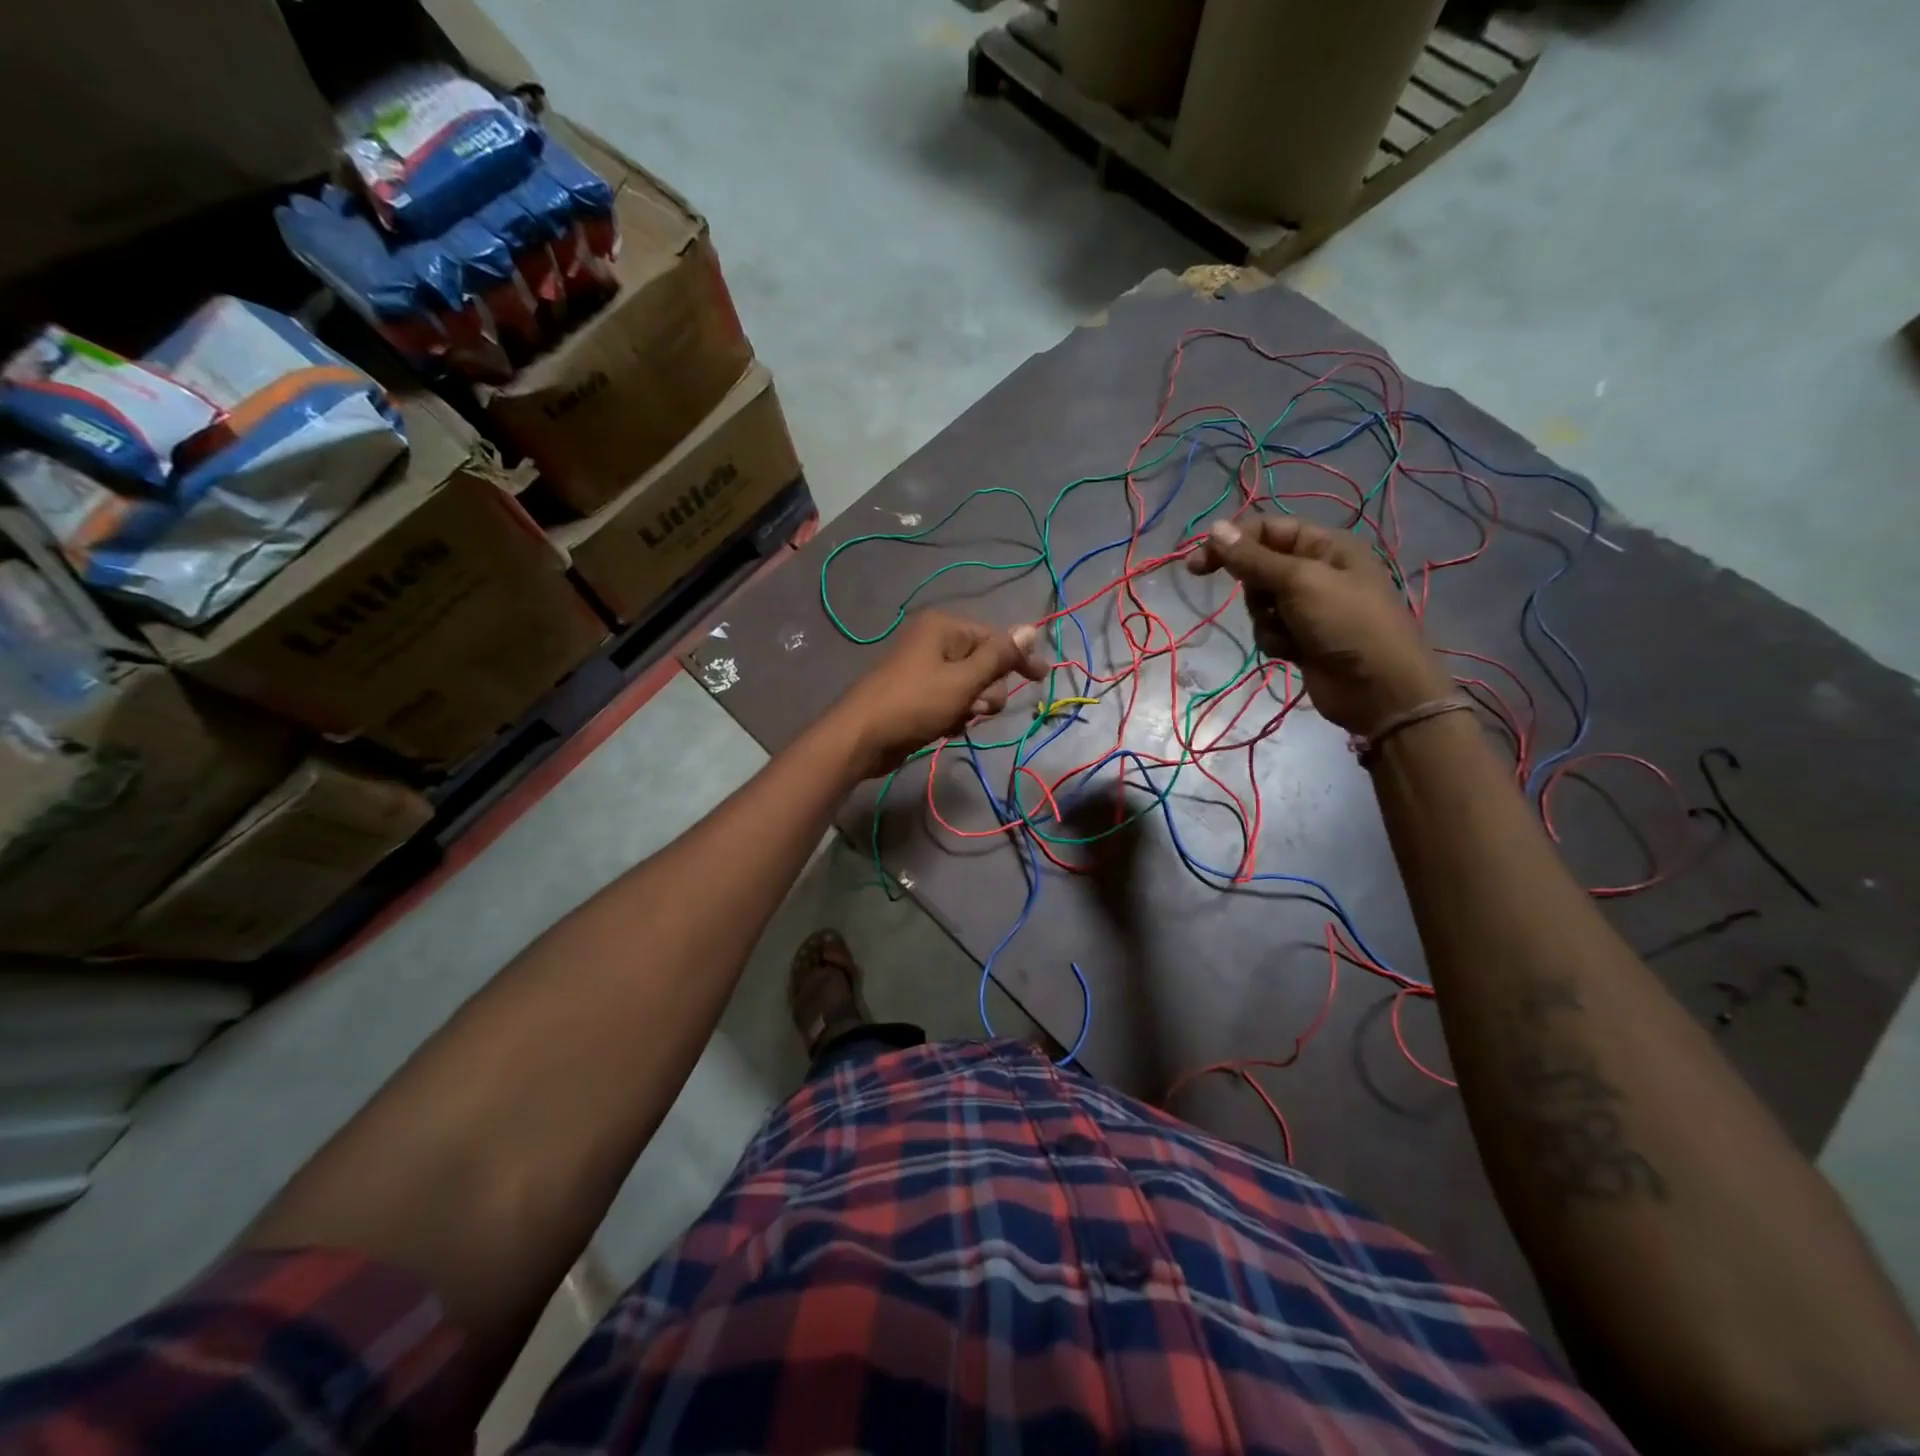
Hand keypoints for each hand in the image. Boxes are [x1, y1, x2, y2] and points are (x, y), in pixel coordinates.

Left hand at [829, 610, 1049, 777]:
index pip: (995, 638)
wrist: (861, 738)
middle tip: (976, 708)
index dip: (1019, 659)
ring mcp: (925, 669)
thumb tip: (1031, 628)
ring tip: (956, 720)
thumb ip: (999, 657)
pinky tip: (944, 728)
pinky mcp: (918, 694)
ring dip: (971, 706)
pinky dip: (954, 714)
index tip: (1041, 678)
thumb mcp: (963, 680)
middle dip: (987, 690)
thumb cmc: (915, 704)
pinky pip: (951, 700)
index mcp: (944, 628)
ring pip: (970, 686)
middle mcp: (935, 642)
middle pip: (984, 663)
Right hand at [1185, 515, 1449, 733]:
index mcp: (1326, 546)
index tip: (1197, 565)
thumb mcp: (1299, 582)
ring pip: (1259, 604)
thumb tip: (1214, 528)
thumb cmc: (1346, 623)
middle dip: (1256, 590)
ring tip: (1291, 634)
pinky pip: (1268, 630)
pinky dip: (1275, 641)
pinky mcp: (1301, 638)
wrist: (1378, 688)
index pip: (1267, 530)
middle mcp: (1317, 571)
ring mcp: (1309, 607)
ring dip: (1266, 620)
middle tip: (1266, 605)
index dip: (1231, 542)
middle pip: (1259, 568)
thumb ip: (1253, 558)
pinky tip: (1294, 653)